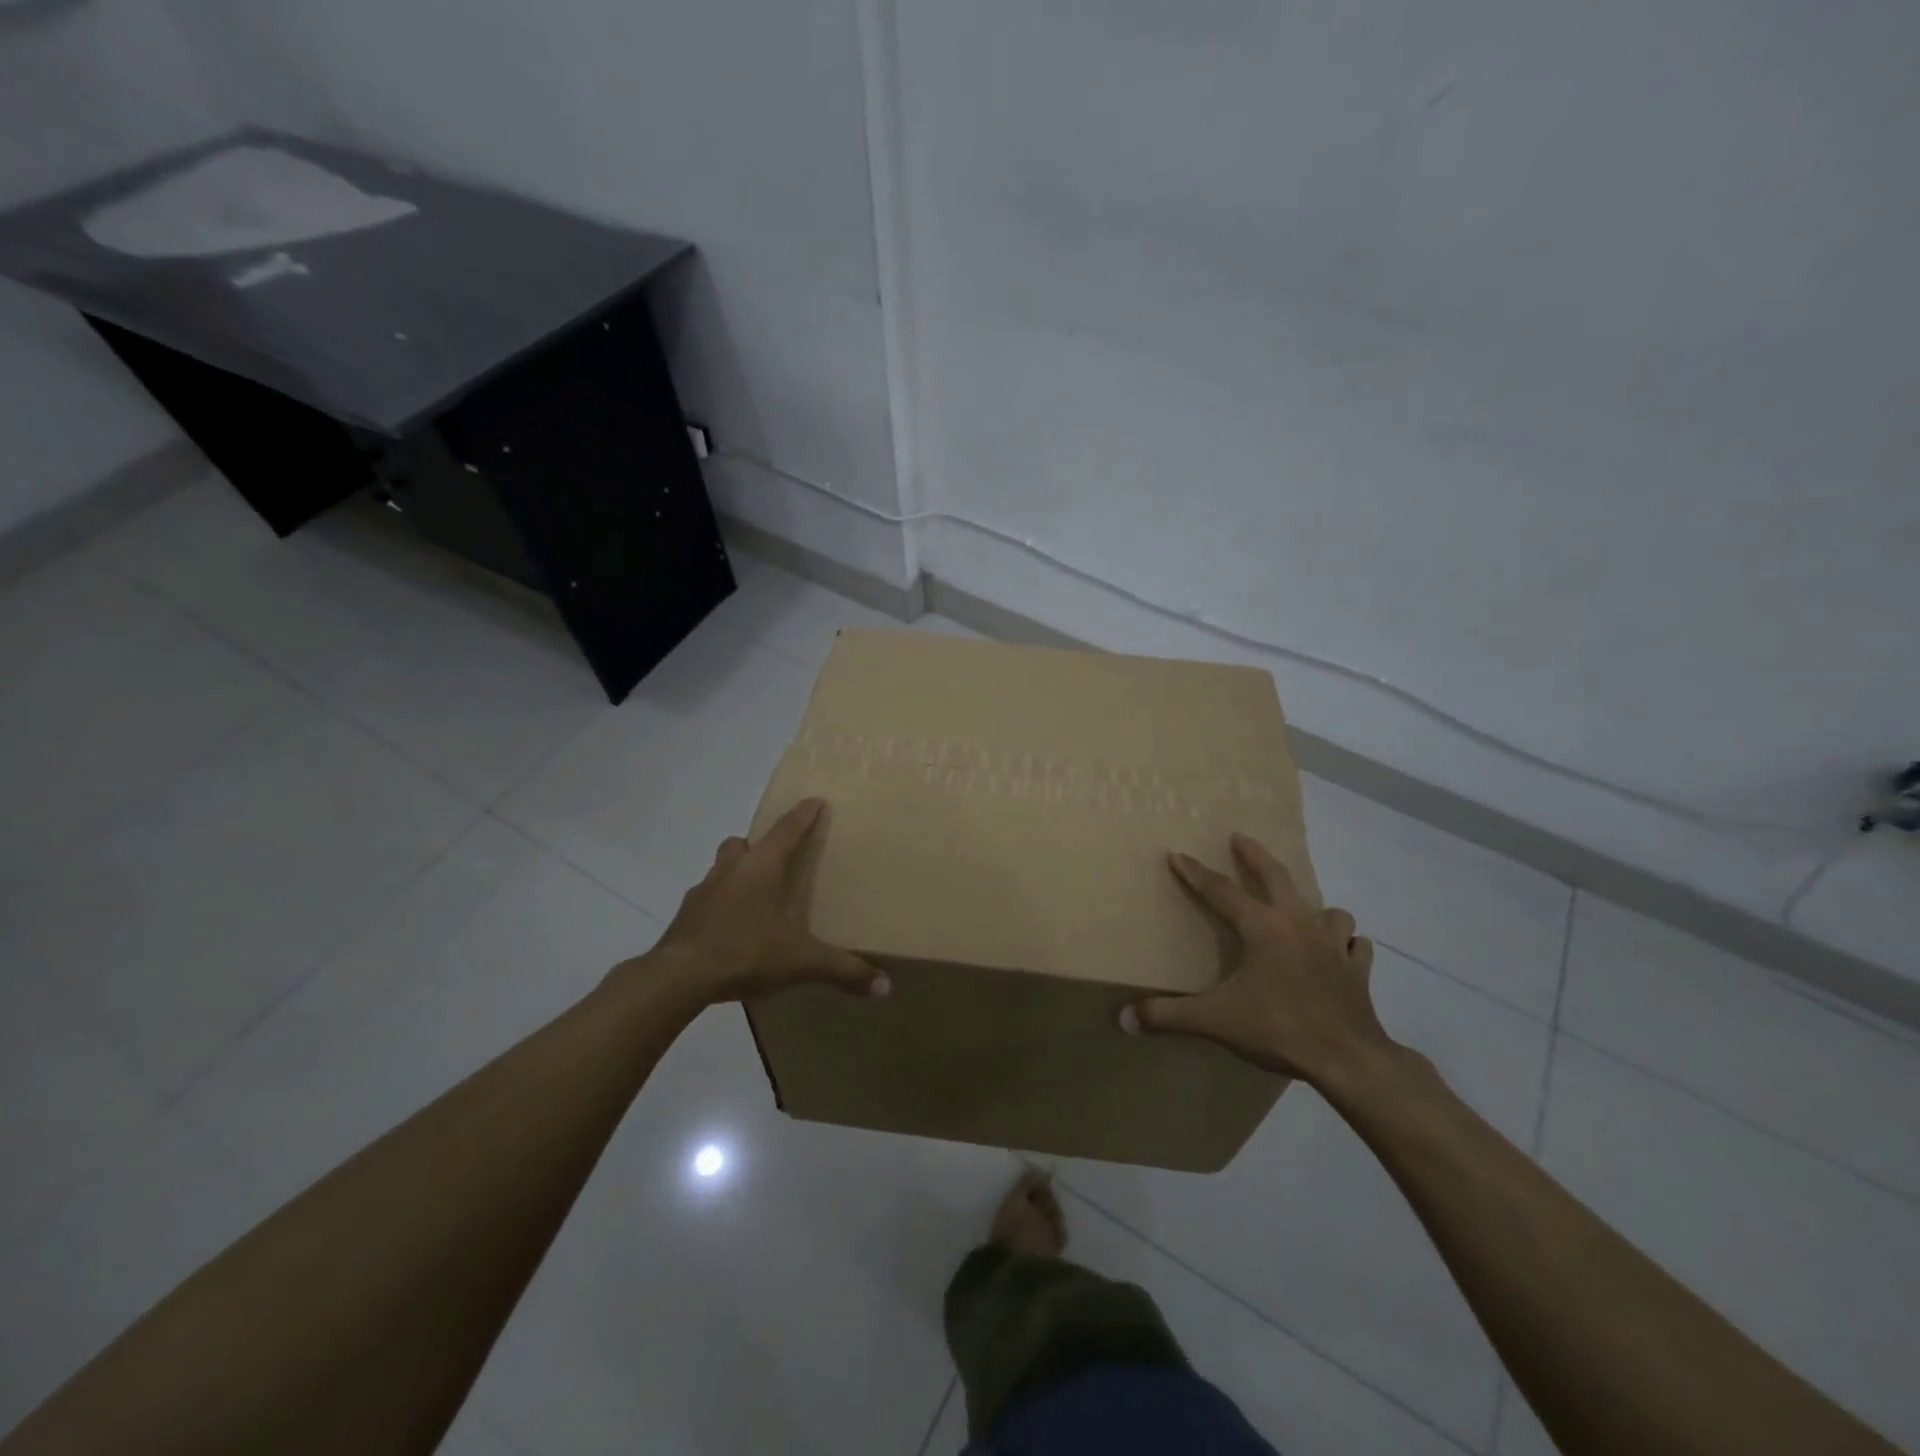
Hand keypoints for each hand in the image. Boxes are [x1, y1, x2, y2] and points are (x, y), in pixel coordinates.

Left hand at [619, 798, 888, 1005]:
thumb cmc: (746, 952)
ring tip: (753, 898)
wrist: (678, 977)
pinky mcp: (685, 917)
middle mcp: (731, 870)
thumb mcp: (801, 962)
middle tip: (775, 860)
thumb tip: (886, 987)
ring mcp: (702, 892)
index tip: (815, 801)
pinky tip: (730, 930)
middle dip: (758, 845)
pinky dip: (719, 906)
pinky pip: (706, 900)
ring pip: (721, 869)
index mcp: (761, 868)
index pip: (787, 830)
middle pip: (742, 843)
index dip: (803, 815)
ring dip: (736, 874)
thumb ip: (843, 970)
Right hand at [1124, 833, 1392, 1089]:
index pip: (1220, 891)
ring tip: (1301, 911)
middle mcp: (1298, 924)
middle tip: (1241, 837)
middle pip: (1277, 876)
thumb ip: (1168, 1016)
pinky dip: (1346, 944)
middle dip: (1255, 855)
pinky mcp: (1357, 970)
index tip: (1176, 854)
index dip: (1195, 873)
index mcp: (1262, 927)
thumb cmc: (1279, 1028)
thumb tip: (1125, 1019)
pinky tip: (1340, 952)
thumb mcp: (1215, 1021)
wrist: (1350, 1060)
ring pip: (1328, 910)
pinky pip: (1354, 947)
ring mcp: (1334, 945)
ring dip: (1313, 906)